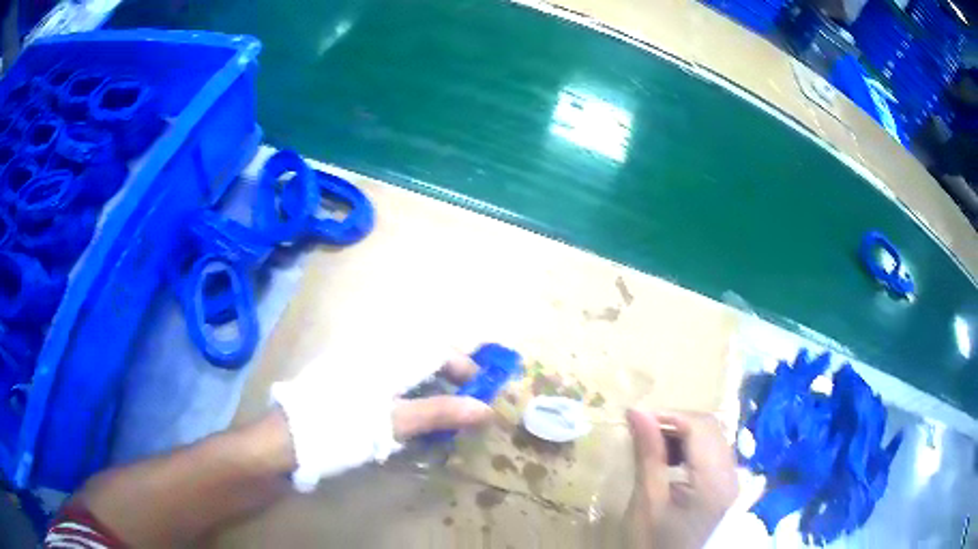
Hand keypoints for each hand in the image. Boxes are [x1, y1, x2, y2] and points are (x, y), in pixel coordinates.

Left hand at [272, 351, 493, 491]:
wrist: (286, 441)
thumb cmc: (339, 429)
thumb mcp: (392, 423)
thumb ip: (438, 412)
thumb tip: (485, 408)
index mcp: (385, 356)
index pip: (435, 349)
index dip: (462, 366)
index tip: (481, 390)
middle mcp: (372, 353)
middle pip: (422, 354)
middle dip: (448, 374)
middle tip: (465, 402)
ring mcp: (356, 367)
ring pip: (405, 367)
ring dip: (429, 386)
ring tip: (442, 413)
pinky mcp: (346, 382)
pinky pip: (387, 379)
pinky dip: (407, 394)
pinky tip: (407, 416)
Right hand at [625, 410, 737, 548]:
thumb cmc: (658, 542)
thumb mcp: (648, 503)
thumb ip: (648, 457)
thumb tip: (638, 413)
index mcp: (714, 478)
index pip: (699, 426)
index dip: (668, 415)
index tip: (635, 417)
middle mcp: (731, 472)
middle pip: (710, 427)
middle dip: (675, 422)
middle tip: (642, 431)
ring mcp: (733, 478)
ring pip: (713, 437)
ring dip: (683, 434)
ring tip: (654, 446)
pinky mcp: (728, 484)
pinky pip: (714, 452)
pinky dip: (692, 448)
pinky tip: (671, 461)